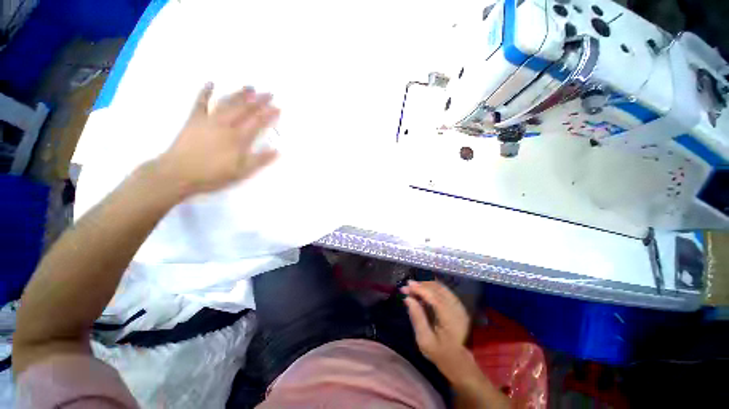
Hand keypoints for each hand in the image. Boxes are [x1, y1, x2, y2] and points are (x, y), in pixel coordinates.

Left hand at [158, 83, 278, 195]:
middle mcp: (225, 125)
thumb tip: (277, 151)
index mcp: (238, 138)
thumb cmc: (212, 174)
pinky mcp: (194, 120)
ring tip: (250, 87)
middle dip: (258, 100)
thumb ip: (259, 160)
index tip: (278, 108)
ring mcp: (209, 120)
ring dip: (239, 94)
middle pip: (244, 109)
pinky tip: (210, 83)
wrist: (178, 173)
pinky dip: (205, 92)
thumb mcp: (241, 172)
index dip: (269, 114)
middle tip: (269, 93)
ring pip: (227, 103)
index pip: (257, 122)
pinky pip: (200, 103)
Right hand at [402, 280, 471, 377]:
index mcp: (451, 321)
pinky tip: (423, 289)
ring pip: (441, 287)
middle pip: (438, 289)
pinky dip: (432, 287)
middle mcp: (458, 310)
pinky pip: (444, 290)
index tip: (406, 286)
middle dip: (421, 285)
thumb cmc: (440, 353)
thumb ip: (417, 317)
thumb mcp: (424, 340)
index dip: (420, 289)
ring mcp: (460, 306)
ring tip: (412, 287)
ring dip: (426, 284)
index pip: (435, 298)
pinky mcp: (458, 305)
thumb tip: (407, 298)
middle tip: (406, 286)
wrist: (459, 362)